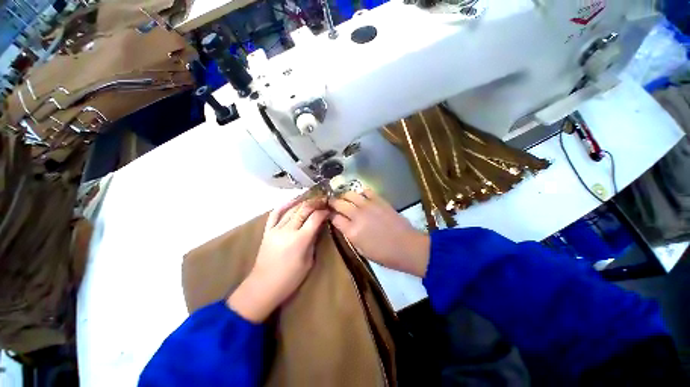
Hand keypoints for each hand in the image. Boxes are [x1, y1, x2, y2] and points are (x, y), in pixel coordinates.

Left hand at [228, 199, 328, 321]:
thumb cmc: (290, 279)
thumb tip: (317, 227)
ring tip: (312, 199)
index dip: (324, 212)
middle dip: (315, 203)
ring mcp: (275, 229)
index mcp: (300, 240)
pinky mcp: (267, 231)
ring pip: (291, 209)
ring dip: (303, 202)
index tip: (329, 210)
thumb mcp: (308, 262)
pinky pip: (275, 214)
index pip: (315, 218)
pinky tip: (292, 200)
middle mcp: (287, 230)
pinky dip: (284, 205)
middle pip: (303, 210)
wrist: (263, 286)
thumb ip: (313, 241)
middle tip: (323, 200)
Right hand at [329, 189, 429, 276]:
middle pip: (339, 203)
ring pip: (350, 194)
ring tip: (346, 199)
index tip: (330, 214)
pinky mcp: (379, 200)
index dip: (330, 215)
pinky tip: (362, 197)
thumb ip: (350, 235)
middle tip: (333, 203)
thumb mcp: (361, 250)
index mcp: (352, 231)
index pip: (334, 218)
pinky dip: (361, 193)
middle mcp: (357, 215)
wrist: (406, 246)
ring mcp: (368, 206)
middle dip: (333, 202)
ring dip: (345, 196)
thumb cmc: (384, 254)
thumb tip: (344, 225)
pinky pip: (366, 191)